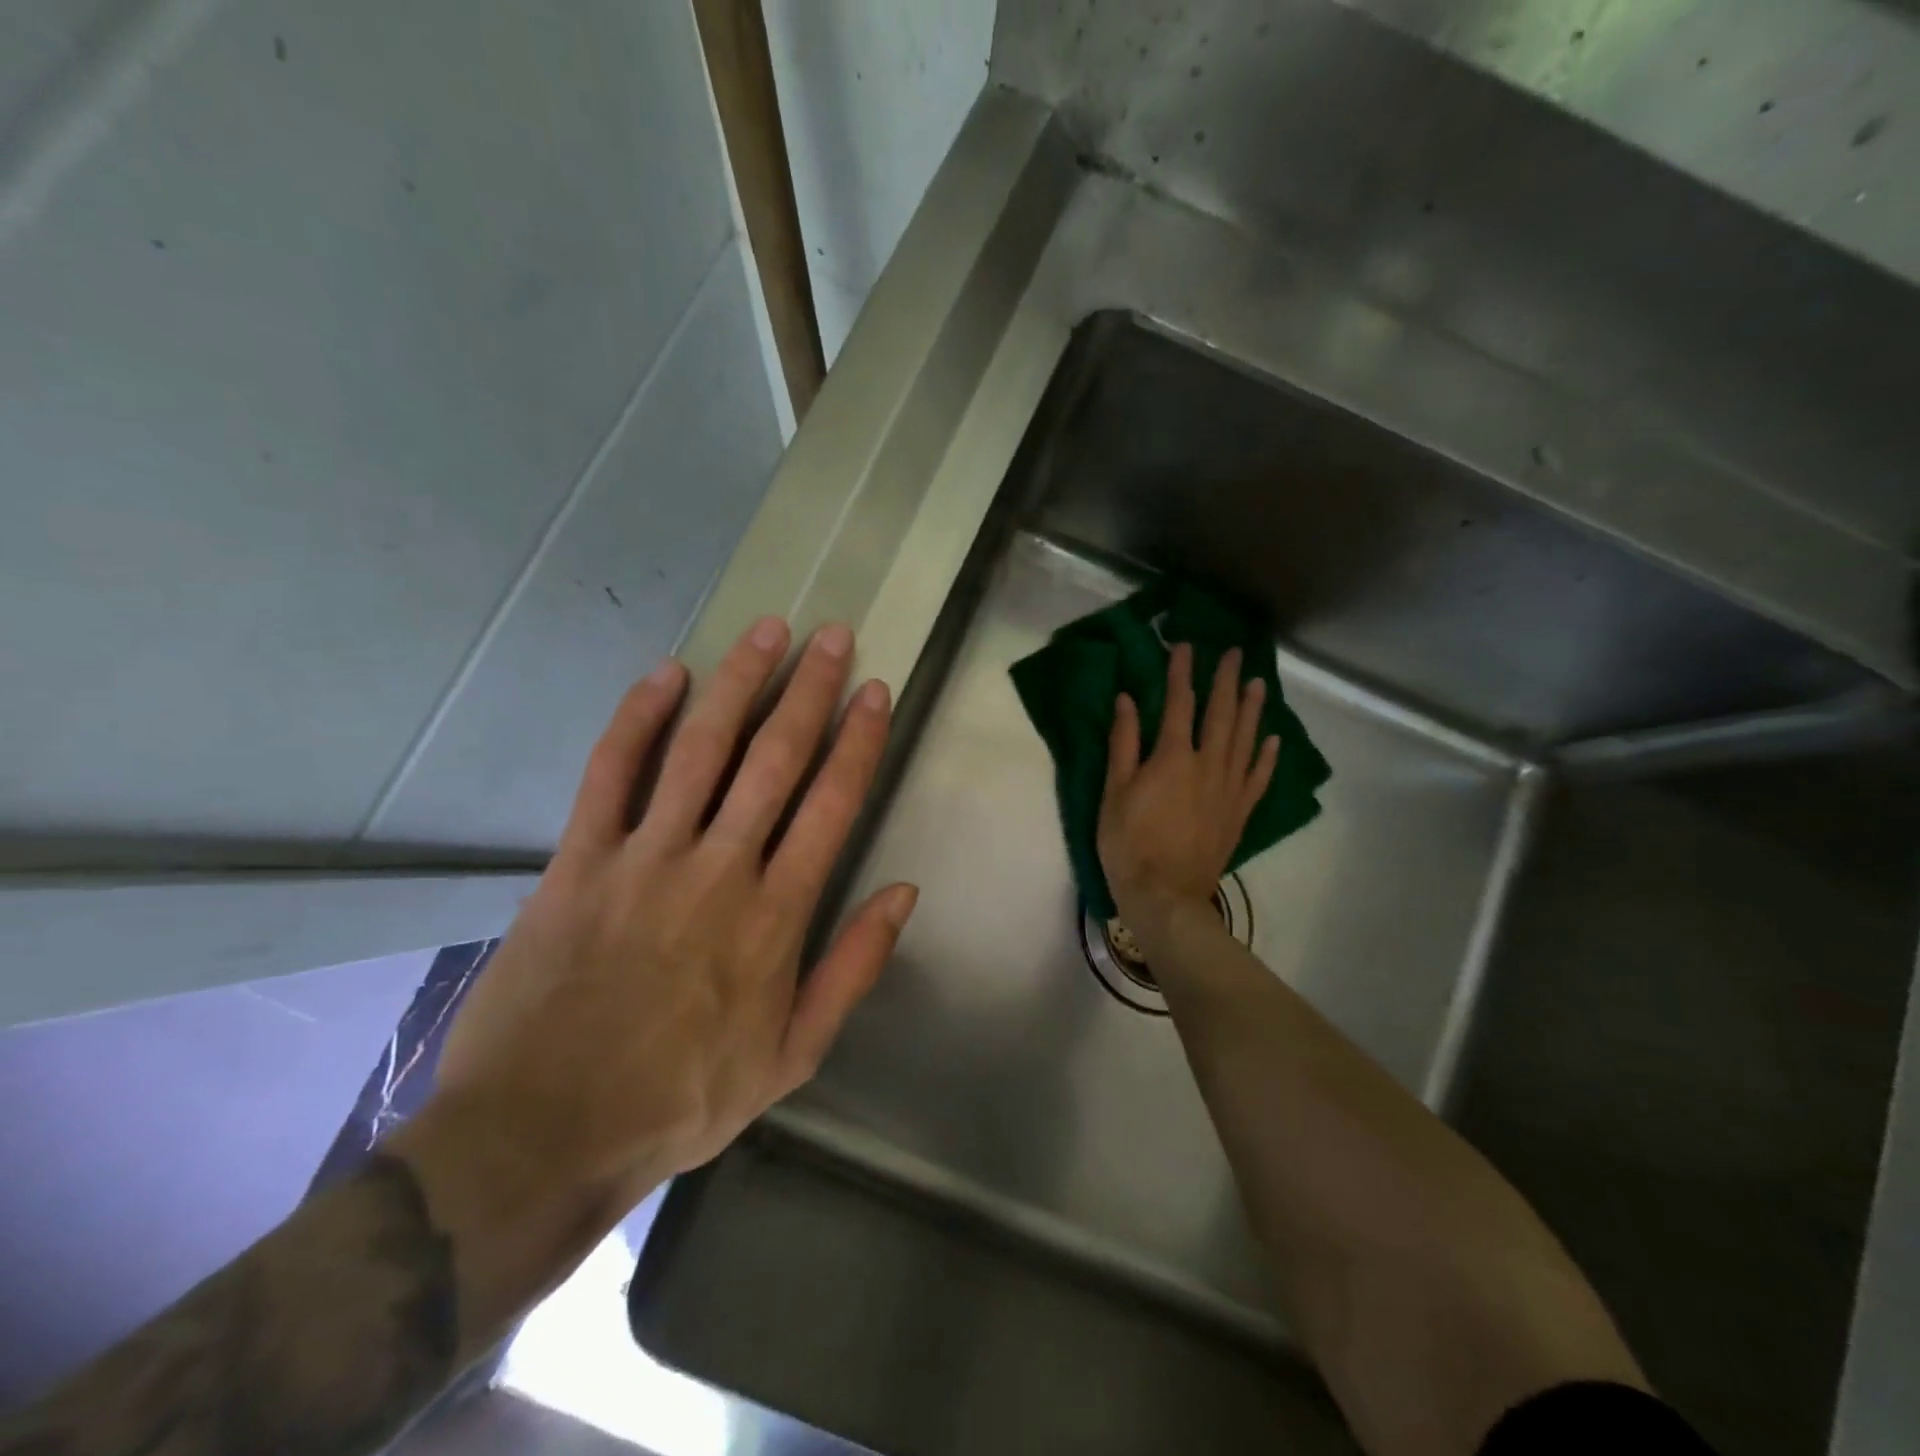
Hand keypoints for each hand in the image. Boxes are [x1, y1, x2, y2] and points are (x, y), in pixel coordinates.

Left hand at [426, 617, 916, 1218]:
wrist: (545, 1133)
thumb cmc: (683, 1096)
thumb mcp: (794, 1055)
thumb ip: (853, 967)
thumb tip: (903, 891)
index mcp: (776, 914)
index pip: (831, 803)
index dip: (858, 740)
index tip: (874, 690)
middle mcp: (720, 867)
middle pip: (775, 758)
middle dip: (810, 690)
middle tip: (831, 636)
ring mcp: (646, 857)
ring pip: (701, 749)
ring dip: (738, 683)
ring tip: (767, 631)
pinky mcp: (579, 860)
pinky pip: (611, 772)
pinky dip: (638, 718)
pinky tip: (665, 673)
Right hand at [1097, 643, 1277, 931]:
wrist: (1165, 896)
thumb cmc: (1129, 844)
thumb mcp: (1114, 792)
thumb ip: (1124, 744)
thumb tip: (1128, 700)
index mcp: (1173, 757)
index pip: (1180, 703)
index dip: (1182, 672)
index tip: (1185, 646)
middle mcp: (1208, 765)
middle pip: (1221, 714)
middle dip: (1226, 680)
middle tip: (1233, 653)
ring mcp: (1229, 789)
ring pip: (1245, 739)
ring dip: (1252, 708)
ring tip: (1257, 682)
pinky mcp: (1239, 813)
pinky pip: (1258, 777)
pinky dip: (1266, 756)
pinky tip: (1272, 739)